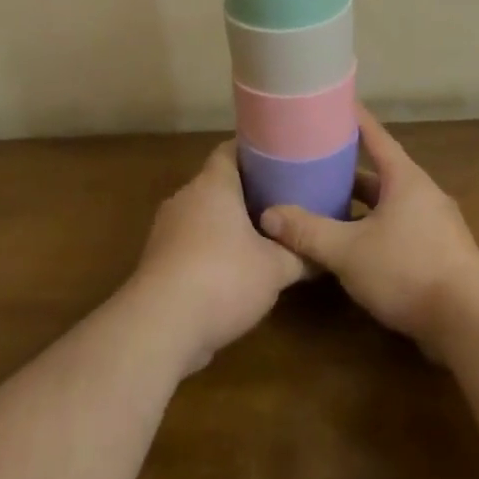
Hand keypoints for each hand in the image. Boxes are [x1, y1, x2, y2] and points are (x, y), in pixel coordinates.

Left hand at [130, 140, 306, 372]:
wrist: (160, 327)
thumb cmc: (223, 278)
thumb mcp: (276, 269)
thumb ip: (299, 256)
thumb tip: (321, 255)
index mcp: (212, 185)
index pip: (230, 150)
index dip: (255, 153)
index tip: (280, 160)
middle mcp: (185, 198)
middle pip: (217, 184)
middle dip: (246, 193)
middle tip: (280, 202)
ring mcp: (166, 230)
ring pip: (203, 216)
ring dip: (227, 226)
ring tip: (261, 238)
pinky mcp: (157, 262)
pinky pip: (190, 245)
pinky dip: (210, 252)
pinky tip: (232, 274)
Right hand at [259, 106, 478, 357]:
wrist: (470, 322)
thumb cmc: (408, 269)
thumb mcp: (348, 250)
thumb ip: (308, 232)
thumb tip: (268, 215)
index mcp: (404, 179)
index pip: (376, 136)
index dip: (354, 119)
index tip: (335, 101)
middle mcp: (422, 194)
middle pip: (379, 173)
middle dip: (347, 169)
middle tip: (314, 161)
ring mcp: (434, 226)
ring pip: (388, 206)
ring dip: (359, 205)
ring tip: (324, 205)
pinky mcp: (438, 255)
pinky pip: (398, 231)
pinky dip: (373, 231)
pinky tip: (351, 248)